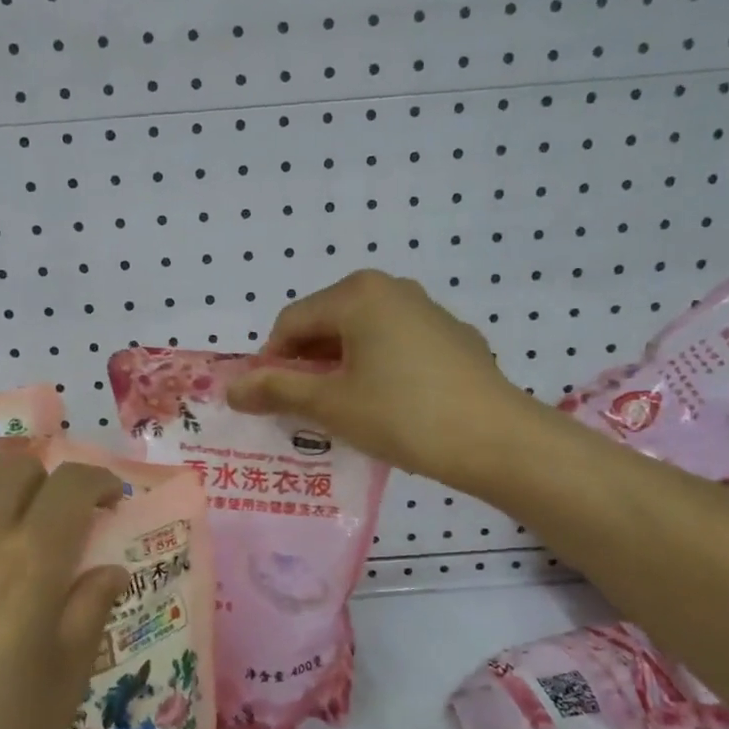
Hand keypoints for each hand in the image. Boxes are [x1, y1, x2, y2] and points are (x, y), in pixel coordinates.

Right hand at [227, 270, 533, 490]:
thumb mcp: (331, 405)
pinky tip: (387, 407)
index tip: (269, 402)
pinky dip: (376, 369)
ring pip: (362, 335)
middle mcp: (392, 289)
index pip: (291, 322)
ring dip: (340, 369)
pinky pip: (395, 346)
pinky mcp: (452, 337)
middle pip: (327, 323)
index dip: (270, 362)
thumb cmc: (403, 415)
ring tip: (341, 413)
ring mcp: (427, 311)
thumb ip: (276, 391)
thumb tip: (231, 389)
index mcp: (358, 294)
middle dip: (306, 365)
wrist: (497, 439)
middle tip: (302, 411)